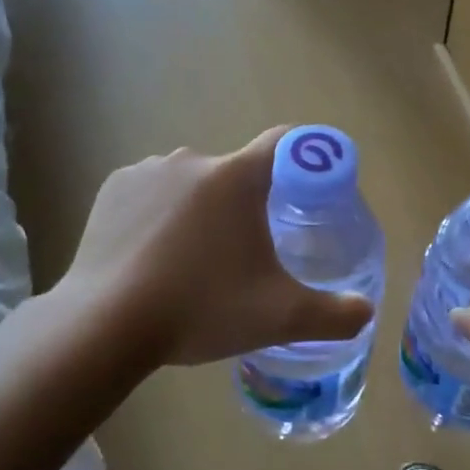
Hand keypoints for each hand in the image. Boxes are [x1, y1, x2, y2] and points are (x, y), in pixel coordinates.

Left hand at [58, 128, 373, 367]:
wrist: (103, 327)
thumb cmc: (200, 310)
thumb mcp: (279, 317)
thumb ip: (334, 315)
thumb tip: (366, 313)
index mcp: (236, 177)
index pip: (286, 143)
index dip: (306, 160)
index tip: (310, 191)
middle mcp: (193, 160)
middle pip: (237, 172)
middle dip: (248, 204)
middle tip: (248, 254)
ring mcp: (146, 171)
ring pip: (193, 182)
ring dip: (202, 209)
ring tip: (195, 261)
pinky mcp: (112, 189)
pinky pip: (153, 191)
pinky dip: (161, 213)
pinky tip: (154, 254)